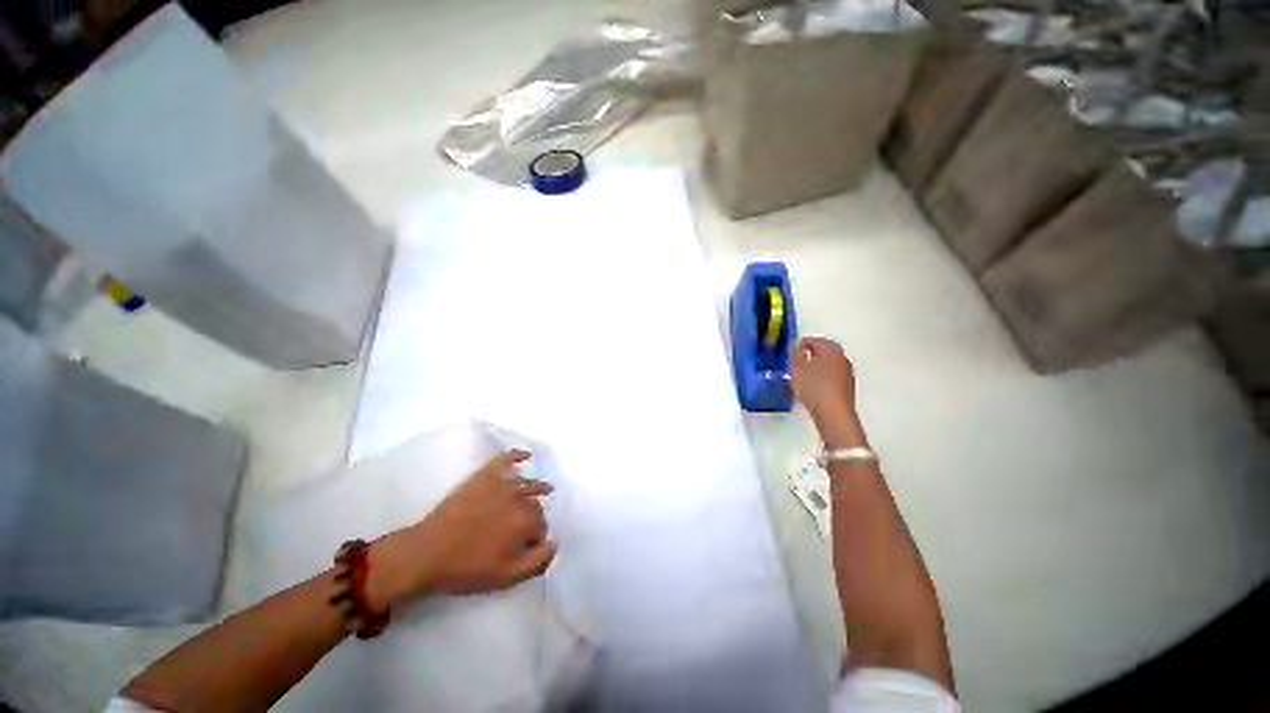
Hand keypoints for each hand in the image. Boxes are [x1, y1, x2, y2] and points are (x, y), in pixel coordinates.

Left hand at [368, 450, 556, 606]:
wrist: (426, 553)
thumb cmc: (467, 568)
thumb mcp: (507, 577)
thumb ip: (538, 561)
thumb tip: (556, 543)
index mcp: (526, 522)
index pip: (542, 528)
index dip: (538, 539)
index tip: (529, 548)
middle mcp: (519, 498)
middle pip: (536, 506)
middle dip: (537, 517)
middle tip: (527, 530)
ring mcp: (501, 484)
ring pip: (527, 483)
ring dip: (538, 486)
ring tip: (546, 488)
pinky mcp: (484, 476)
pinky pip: (505, 460)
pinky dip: (517, 456)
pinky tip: (526, 455)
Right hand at [790, 337, 856, 426]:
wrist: (833, 413)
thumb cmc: (814, 386)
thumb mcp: (797, 368)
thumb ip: (795, 355)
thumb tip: (796, 349)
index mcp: (832, 350)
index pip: (815, 340)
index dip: (801, 344)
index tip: (790, 351)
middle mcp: (842, 360)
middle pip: (823, 353)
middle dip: (808, 356)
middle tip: (794, 362)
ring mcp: (846, 375)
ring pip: (827, 366)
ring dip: (814, 368)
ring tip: (799, 377)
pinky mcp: (845, 390)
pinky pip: (829, 379)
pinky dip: (819, 379)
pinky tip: (809, 389)